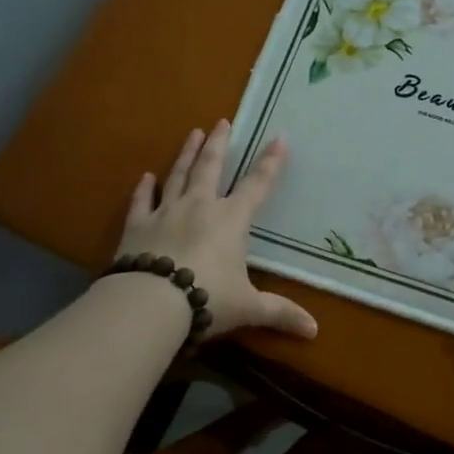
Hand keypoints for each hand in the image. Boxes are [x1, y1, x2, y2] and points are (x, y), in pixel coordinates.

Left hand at [113, 120, 317, 341]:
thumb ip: (280, 314)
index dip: (270, 163)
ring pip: (178, 175)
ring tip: (193, 133)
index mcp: (232, 220)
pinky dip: (144, 188)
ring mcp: (166, 212)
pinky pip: (142, 201)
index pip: (256, 186)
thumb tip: (315, 331)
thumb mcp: (249, 308)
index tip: (279, 138)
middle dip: (219, 143)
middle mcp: (200, 206)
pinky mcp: (137, 225)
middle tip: (222, 121)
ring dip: (187, 153)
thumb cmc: (208, 299)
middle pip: (211, 167)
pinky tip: (146, 176)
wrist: (152, 302)